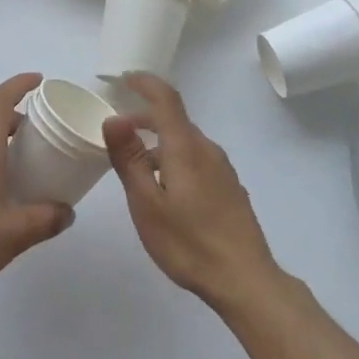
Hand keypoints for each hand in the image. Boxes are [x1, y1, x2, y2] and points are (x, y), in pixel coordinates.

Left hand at [0, 73, 73, 296]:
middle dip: (18, 114)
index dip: (20, 84)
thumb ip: (46, 219)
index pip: (1, 99)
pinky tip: (3, 184)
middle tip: (45, 127)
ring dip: (3, 136)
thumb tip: (67, 212)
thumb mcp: (15, 232)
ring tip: (29, 156)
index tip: (40, 80)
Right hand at [103, 74, 280, 311]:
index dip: (146, 83)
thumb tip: (113, 119)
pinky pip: (197, 160)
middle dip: (145, 119)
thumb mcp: (147, 204)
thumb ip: (129, 159)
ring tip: (136, 169)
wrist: (244, 279)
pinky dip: (175, 159)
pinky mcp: (229, 188)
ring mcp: (222, 169)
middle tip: (118, 133)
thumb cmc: (188, 242)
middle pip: (175, 120)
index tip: (125, 79)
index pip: (166, 99)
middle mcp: (207, 150)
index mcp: (186, 147)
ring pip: (186, 142)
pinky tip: (166, 190)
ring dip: (159, 143)